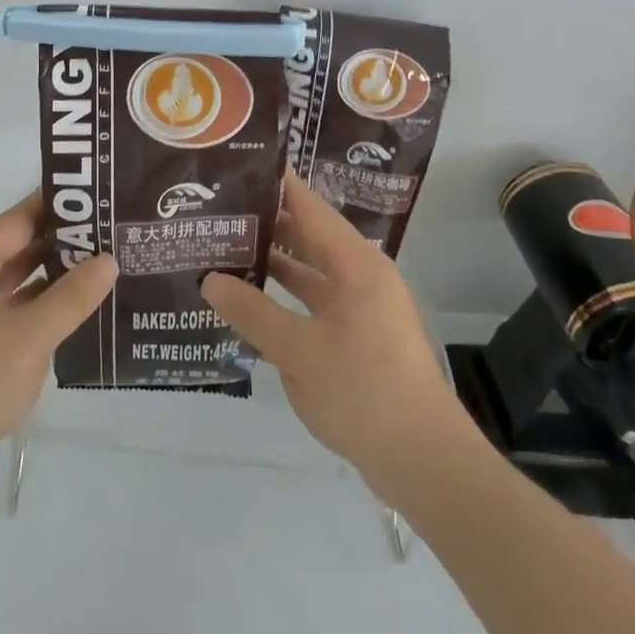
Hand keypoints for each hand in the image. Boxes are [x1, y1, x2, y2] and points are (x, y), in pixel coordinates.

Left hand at [0, 192, 116, 497]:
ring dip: (52, 277)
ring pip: (14, 281)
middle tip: (111, 235)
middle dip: (61, 243)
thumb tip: (108, 259)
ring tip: (101, 268)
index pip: (20, 217)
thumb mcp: (31, 336)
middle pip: (17, 247)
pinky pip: (8, 311)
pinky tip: (72, 314)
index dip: (60, 206)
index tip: (100, 199)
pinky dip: (37, 308)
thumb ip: (73, 296)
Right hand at [202, 174, 469, 499]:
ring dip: (272, 262)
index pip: (308, 206)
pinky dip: (283, 297)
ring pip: (309, 271)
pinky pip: (313, 302)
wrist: (425, 465)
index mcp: (355, 264)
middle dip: (265, 223)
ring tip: (222, 249)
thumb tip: (209, 280)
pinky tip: (248, 301)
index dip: (274, 184)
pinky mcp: (357, 338)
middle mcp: (361, 276)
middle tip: (216, 211)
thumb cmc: (364, 393)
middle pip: (308, 235)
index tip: (234, 168)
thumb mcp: (298, 351)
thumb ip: (251, 311)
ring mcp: (361, 308)